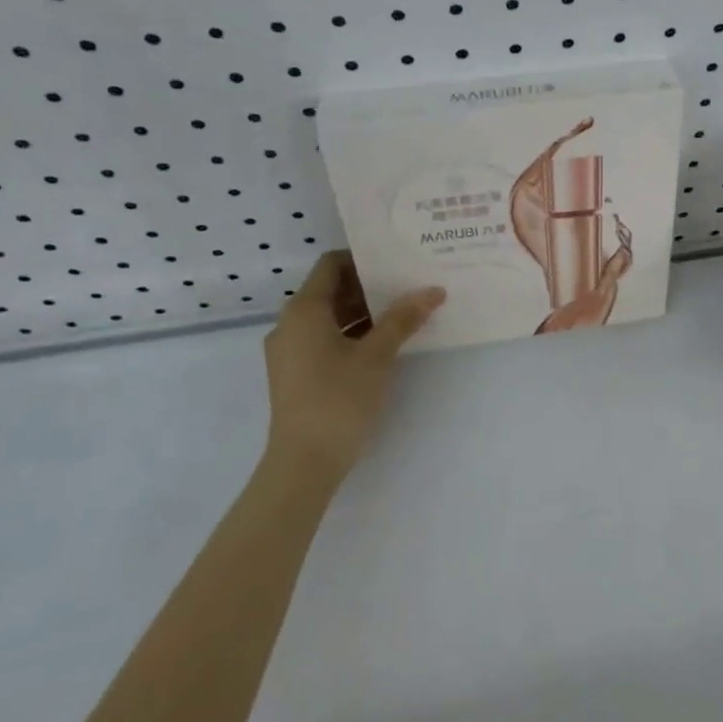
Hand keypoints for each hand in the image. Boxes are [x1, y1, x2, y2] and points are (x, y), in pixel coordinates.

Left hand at [258, 252, 443, 492]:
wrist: (304, 462)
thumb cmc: (339, 399)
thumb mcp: (377, 355)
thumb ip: (403, 319)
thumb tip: (433, 290)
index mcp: (304, 310)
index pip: (331, 264)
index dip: (363, 259)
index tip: (396, 262)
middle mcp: (290, 324)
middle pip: (330, 290)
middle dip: (369, 287)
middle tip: (408, 286)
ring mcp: (289, 351)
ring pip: (328, 318)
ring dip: (362, 313)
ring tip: (402, 315)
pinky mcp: (294, 374)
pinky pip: (323, 340)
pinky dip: (350, 335)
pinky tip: (382, 346)